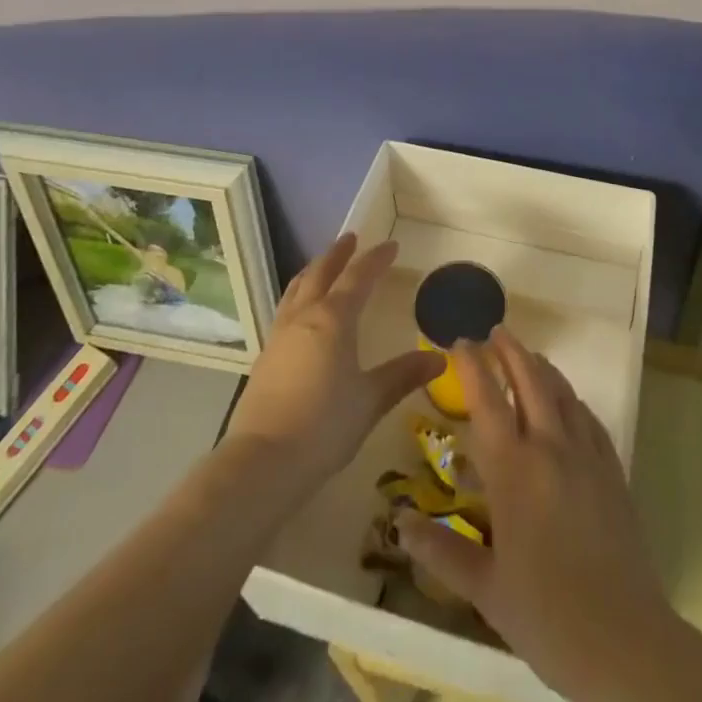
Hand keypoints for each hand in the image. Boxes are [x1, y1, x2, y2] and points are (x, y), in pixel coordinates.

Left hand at [224, 234, 444, 495]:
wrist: (262, 462)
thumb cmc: (324, 426)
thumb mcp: (370, 400)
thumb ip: (403, 375)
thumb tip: (439, 358)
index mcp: (333, 319)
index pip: (358, 277)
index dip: (375, 259)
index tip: (391, 246)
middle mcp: (304, 317)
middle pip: (320, 273)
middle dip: (338, 254)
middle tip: (351, 239)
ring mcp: (280, 336)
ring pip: (297, 289)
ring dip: (313, 271)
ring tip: (322, 265)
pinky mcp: (265, 357)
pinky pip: (285, 310)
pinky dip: (298, 296)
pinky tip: (301, 312)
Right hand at [398, 330, 701, 701]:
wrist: (624, 640)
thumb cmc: (546, 614)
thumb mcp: (484, 588)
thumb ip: (440, 550)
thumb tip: (399, 523)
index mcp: (513, 470)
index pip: (487, 399)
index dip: (472, 365)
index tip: (460, 341)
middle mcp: (550, 447)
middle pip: (530, 380)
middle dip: (510, 351)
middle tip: (495, 331)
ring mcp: (586, 455)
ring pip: (561, 392)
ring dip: (541, 367)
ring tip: (527, 356)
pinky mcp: (612, 469)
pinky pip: (588, 417)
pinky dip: (570, 398)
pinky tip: (566, 403)